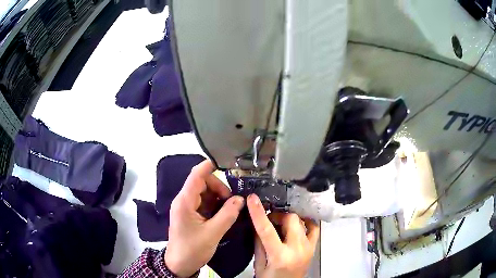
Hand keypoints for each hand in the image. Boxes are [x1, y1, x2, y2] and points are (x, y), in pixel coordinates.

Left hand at [164, 160, 243, 276]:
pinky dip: (215, 205)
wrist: (179, 264)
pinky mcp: (190, 214)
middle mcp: (184, 201)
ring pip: (204, 193)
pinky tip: (224, 214)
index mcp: (185, 202)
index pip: (196, 175)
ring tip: (230, 209)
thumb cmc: (192, 249)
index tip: (226, 163)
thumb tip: (240, 199)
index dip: (209, 166)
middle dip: (219, 188)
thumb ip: (227, 215)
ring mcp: (186, 207)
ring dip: (218, 197)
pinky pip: (204, 203)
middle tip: (233, 202)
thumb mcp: (213, 233)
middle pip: (202, 183)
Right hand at [247, 194, 318, 277]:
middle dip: (277, 216)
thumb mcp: (259, 263)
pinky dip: (305, 222)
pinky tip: (297, 223)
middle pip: (290, 219)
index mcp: (280, 256)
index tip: (252, 198)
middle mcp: (297, 249)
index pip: (267, 230)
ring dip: (289, 219)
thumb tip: (258, 223)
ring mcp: (309, 247)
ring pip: (301, 220)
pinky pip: (314, 227)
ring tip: (281, 225)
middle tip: (270, 221)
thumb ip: (259, 243)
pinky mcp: (314, 247)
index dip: (258, 212)